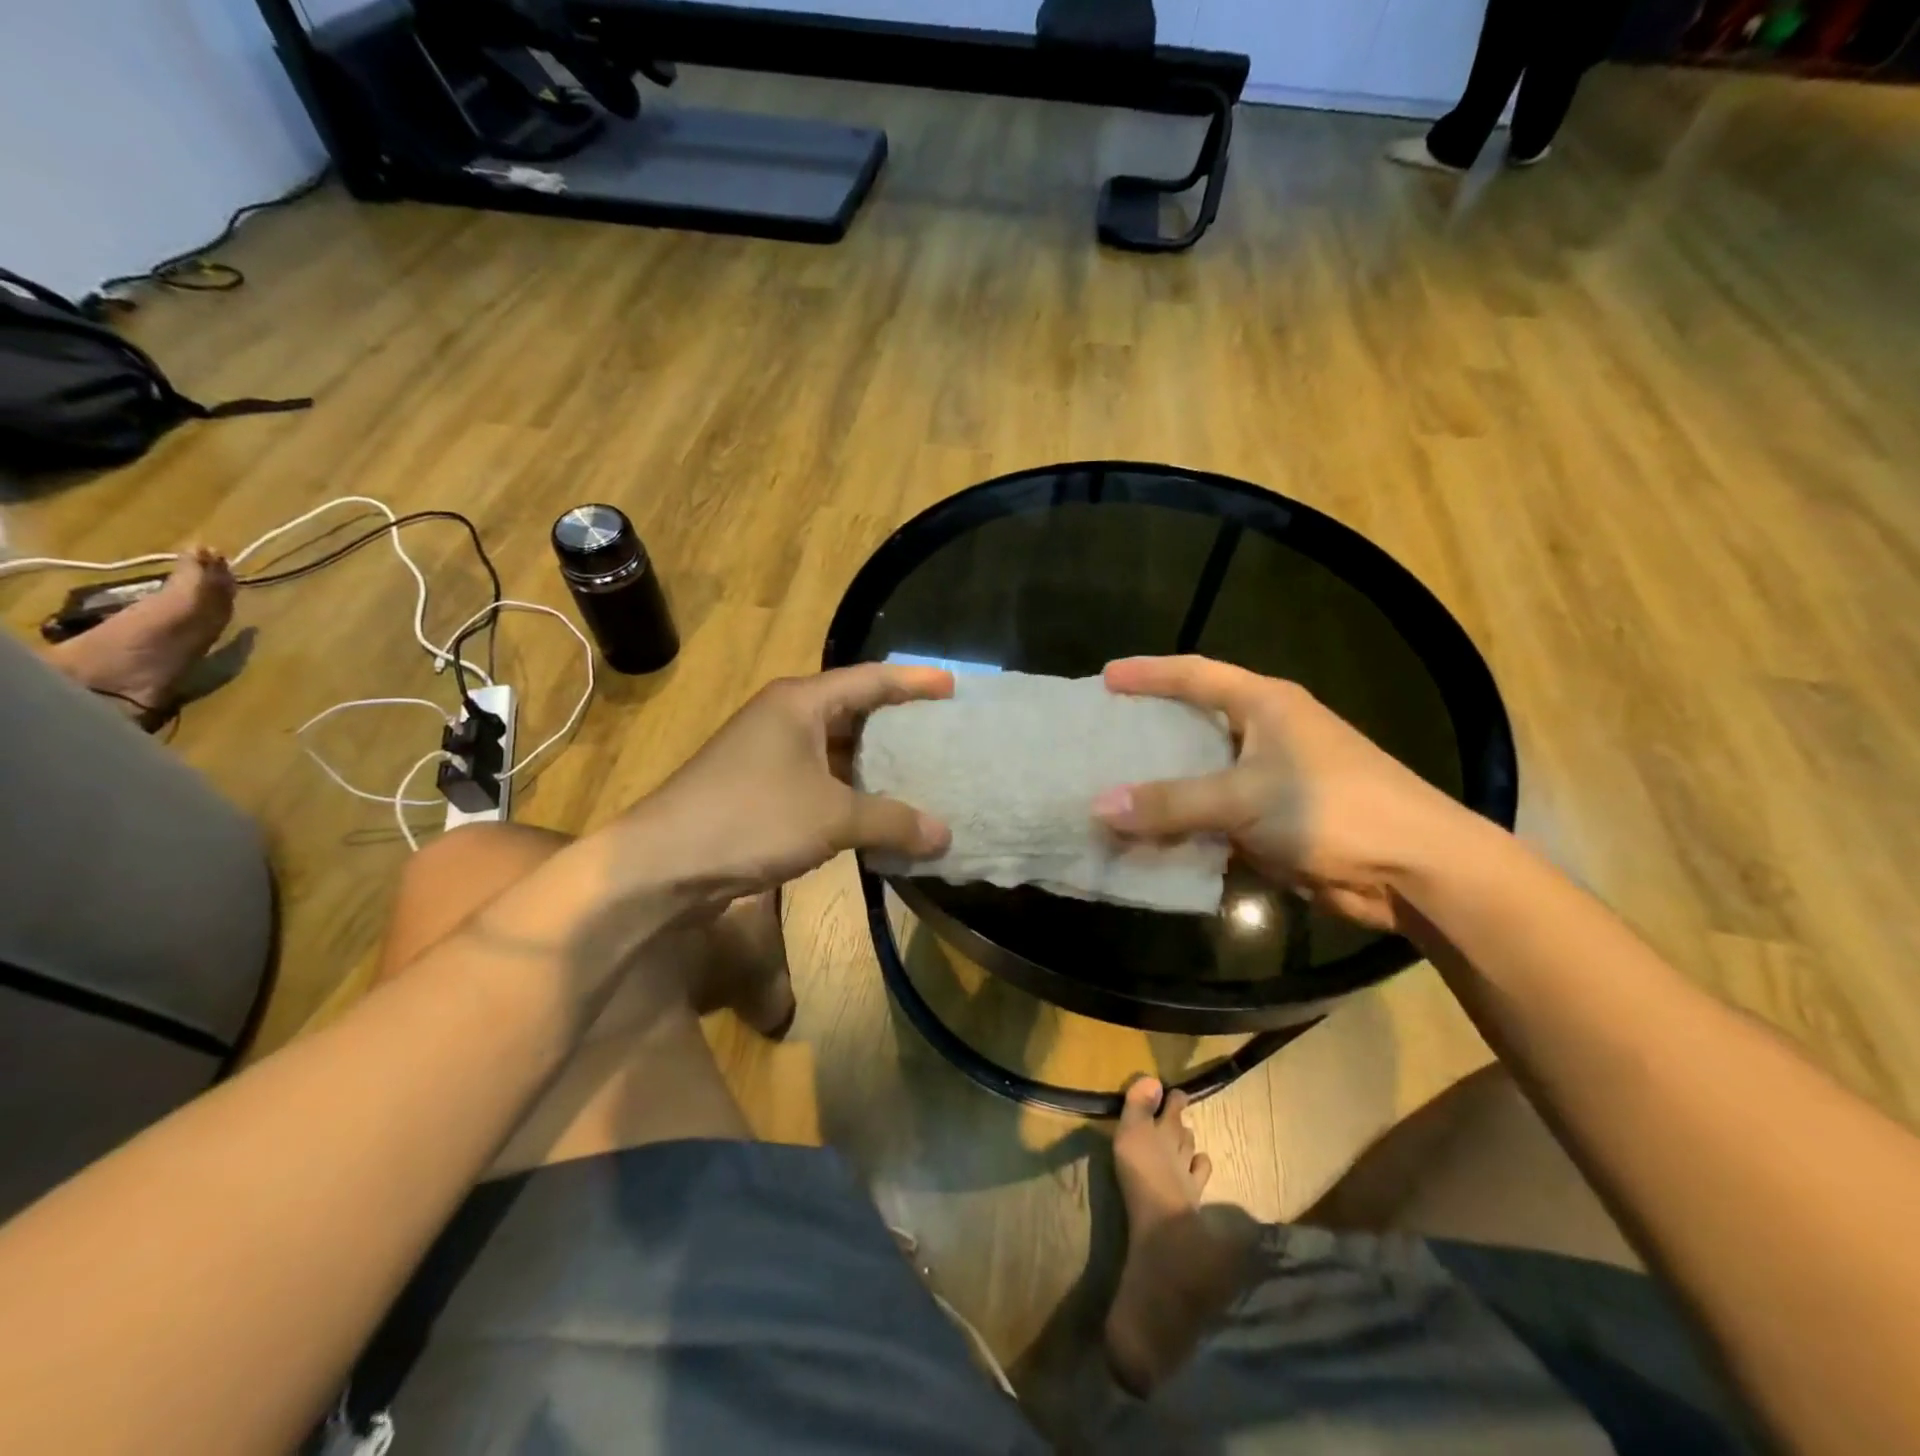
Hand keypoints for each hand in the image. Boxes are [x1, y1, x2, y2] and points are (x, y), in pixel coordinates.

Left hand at [615, 664, 954, 910]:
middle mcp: (784, 718)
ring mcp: (768, 754)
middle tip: (943, 732)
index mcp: (800, 703)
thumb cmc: (750, 819)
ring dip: (875, 764)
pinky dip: (851, 793)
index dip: (913, 681)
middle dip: (898, 722)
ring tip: (922, 773)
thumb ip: (892, 821)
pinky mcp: (759, 790)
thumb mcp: (831, 816)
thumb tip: (945, 836)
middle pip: (854, 711)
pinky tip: (877, 813)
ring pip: (836, 750)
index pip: (869, 679)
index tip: (953, 685)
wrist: (661, 865)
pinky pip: (820, 781)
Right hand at [1093, 656, 1474, 931]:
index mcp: (1265, 704)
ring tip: (1111, 788)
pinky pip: (1214, 816)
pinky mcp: (1274, 821)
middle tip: (1099, 737)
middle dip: (1149, 730)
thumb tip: (1098, 807)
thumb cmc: (1331, 809)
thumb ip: (1170, 803)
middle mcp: (1266, 733)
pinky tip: (1147, 835)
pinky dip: (1183, 825)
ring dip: (1162, 786)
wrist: (1415, 870)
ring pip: (1201, 775)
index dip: (1148, 673)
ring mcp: (1271, 779)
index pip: (1194, 674)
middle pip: (1194, 723)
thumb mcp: (1242, 798)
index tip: (1104, 678)